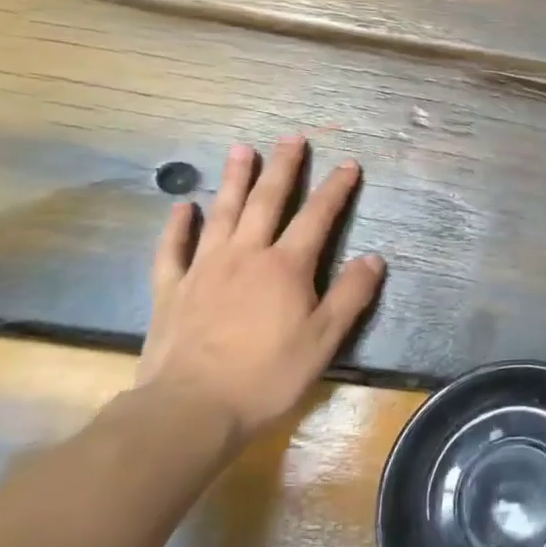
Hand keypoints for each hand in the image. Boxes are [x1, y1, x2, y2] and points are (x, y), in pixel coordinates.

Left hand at [139, 138, 385, 441]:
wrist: (190, 409)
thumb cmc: (267, 376)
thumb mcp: (324, 340)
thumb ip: (350, 295)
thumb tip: (374, 258)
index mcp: (286, 267)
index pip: (317, 217)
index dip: (335, 189)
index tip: (349, 164)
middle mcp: (246, 255)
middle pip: (267, 201)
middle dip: (283, 167)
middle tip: (291, 137)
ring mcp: (204, 269)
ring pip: (223, 213)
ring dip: (234, 179)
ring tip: (241, 148)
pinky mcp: (171, 290)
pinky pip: (173, 249)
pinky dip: (178, 225)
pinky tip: (183, 206)